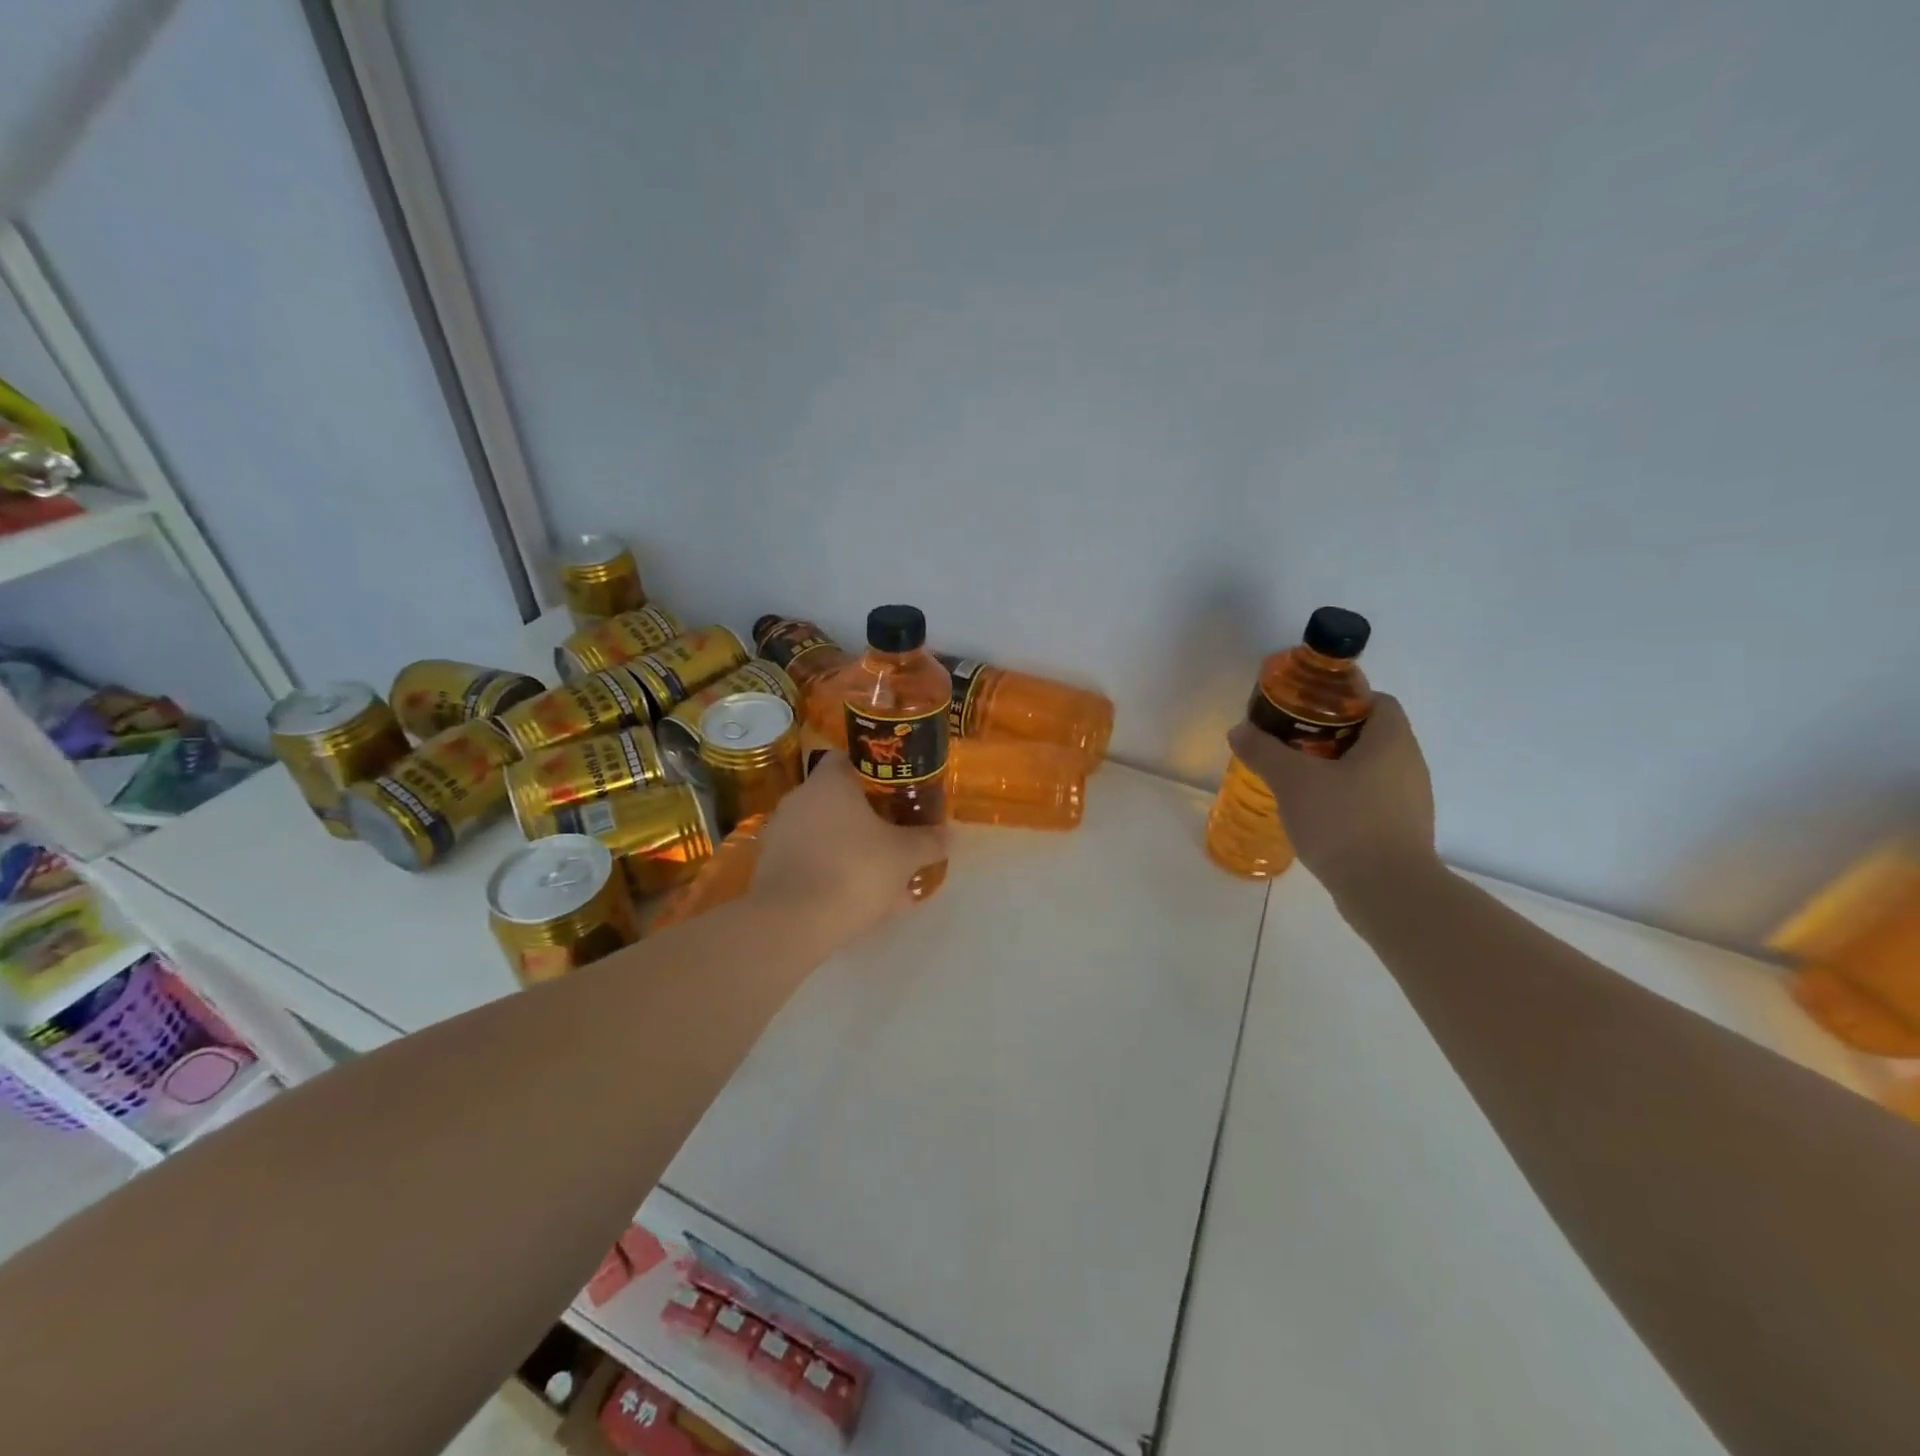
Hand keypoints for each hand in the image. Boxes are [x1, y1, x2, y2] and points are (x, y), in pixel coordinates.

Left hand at [750, 756, 947, 943]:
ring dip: (850, 848)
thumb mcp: (905, 856)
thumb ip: (928, 841)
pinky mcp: (769, 867)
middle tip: (895, 834)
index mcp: (829, 783)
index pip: (848, 758)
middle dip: (867, 816)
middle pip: (837, 798)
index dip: (874, 771)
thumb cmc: (854, 871)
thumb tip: (948, 834)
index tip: (896, 789)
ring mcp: (780, 833)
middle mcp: (799, 799)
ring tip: (880, 875)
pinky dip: (831, 872)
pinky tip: (855, 899)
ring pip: (824, 833)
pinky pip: (809, 861)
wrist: (792, 922)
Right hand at [1227, 693, 1436, 898]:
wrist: (1388, 891)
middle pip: (1370, 735)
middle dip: (1329, 736)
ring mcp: (1411, 801)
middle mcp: (1409, 764)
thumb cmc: (1344, 822)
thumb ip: (1263, 751)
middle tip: (1290, 746)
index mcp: (1392, 741)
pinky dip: (1345, 799)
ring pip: (1370, 770)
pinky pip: (1372, 801)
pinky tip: (1316, 815)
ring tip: (1297, 781)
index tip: (1304, 712)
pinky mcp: (1403, 831)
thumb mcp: (1292, 781)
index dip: (1341, 700)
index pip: (1377, 701)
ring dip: (1336, 770)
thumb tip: (1239, 730)